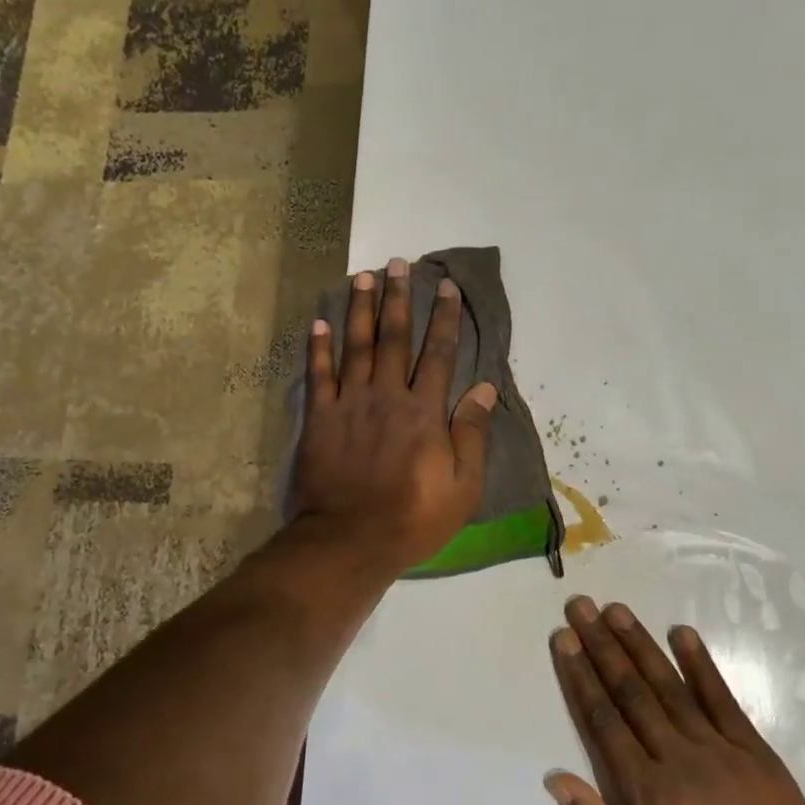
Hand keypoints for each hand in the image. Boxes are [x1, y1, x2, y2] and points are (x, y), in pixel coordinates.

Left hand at [291, 259, 497, 573]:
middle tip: (398, 263)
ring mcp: (349, 404)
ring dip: (360, 308)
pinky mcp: (319, 418)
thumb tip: (486, 387)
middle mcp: (387, 396)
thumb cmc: (413, 519)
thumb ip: (473, 434)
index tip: (447, 287)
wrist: (349, 540)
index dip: (445, 317)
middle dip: (398, 298)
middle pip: (394, 338)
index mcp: (424, 411)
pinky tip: (320, 321)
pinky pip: (318, 375)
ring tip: (363, 276)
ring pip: (356, 346)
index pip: (439, 353)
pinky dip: (318, 347)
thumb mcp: (462, 487)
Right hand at [547, 598, 804, 804]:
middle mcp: (675, 758)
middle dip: (601, 645)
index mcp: (643, 792)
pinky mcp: (755, 752)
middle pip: (630, 691)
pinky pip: (723, 699)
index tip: (564, 639)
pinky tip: (682, 633)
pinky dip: (701, 665)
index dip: (580, 675)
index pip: (603, 719)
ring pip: (669, 686)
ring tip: (616, 610)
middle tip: (581, 606)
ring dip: (639, 644)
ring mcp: (718, 751)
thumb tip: (558, 779)